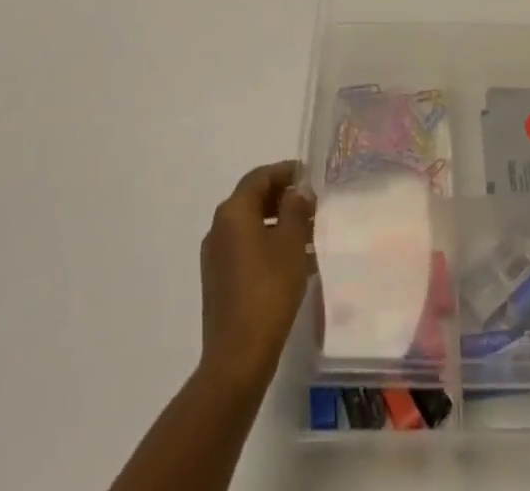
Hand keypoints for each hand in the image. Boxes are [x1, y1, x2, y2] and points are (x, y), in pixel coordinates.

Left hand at [198, 161, 314, 398]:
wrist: (238, 357)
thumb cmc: (268, 290)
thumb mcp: (291, 242)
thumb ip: (296, 208)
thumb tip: (298, 190)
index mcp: (233, 212)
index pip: (260, 177)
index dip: (285, 172)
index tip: (310, 176)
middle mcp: (219, 228)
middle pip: (253, 200)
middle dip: (283, 199)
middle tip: (313, 205)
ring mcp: (216, 257)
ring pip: (251, 226)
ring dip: (278, 224)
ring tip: (310, 235)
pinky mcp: (219, 281)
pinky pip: (246, 250)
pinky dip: (269, 246)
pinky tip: (294, 263)